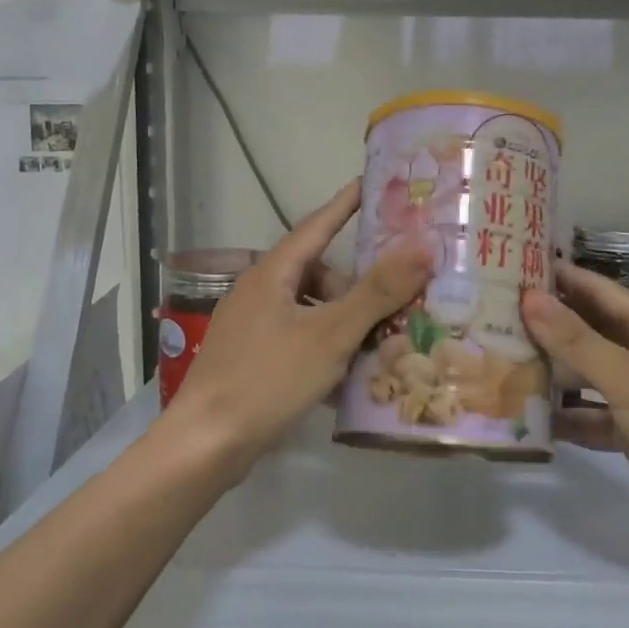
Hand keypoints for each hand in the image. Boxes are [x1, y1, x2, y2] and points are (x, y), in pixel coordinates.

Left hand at [160, 179, 431, 484]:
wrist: (206, 444)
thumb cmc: (268, 379)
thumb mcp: (331, 334)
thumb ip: (377, 292)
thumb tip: (423, 247)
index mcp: (272, 273)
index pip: (318, 224)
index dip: (347, 204)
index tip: (373, 183)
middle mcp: (258, 291)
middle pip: (316, 273)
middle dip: (354, 288)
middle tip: (388, 309)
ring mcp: (250, 326)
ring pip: (308, 310)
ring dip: (341, 323)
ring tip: (370, 349)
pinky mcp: (248, 358)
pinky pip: (296, 338)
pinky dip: (321, 348)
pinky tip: (341, 378)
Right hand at [523, 262, 628, 550]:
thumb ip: (576, 340)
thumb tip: (529, 298)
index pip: (599, 291)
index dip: (560, 279)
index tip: (513, 268)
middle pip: (590, 333)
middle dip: (547, 327)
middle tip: (492, 317)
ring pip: (588, 376)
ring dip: (553, 373)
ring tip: (500, 362)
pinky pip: (593, 417)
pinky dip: (568, 417)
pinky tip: (528, 418)